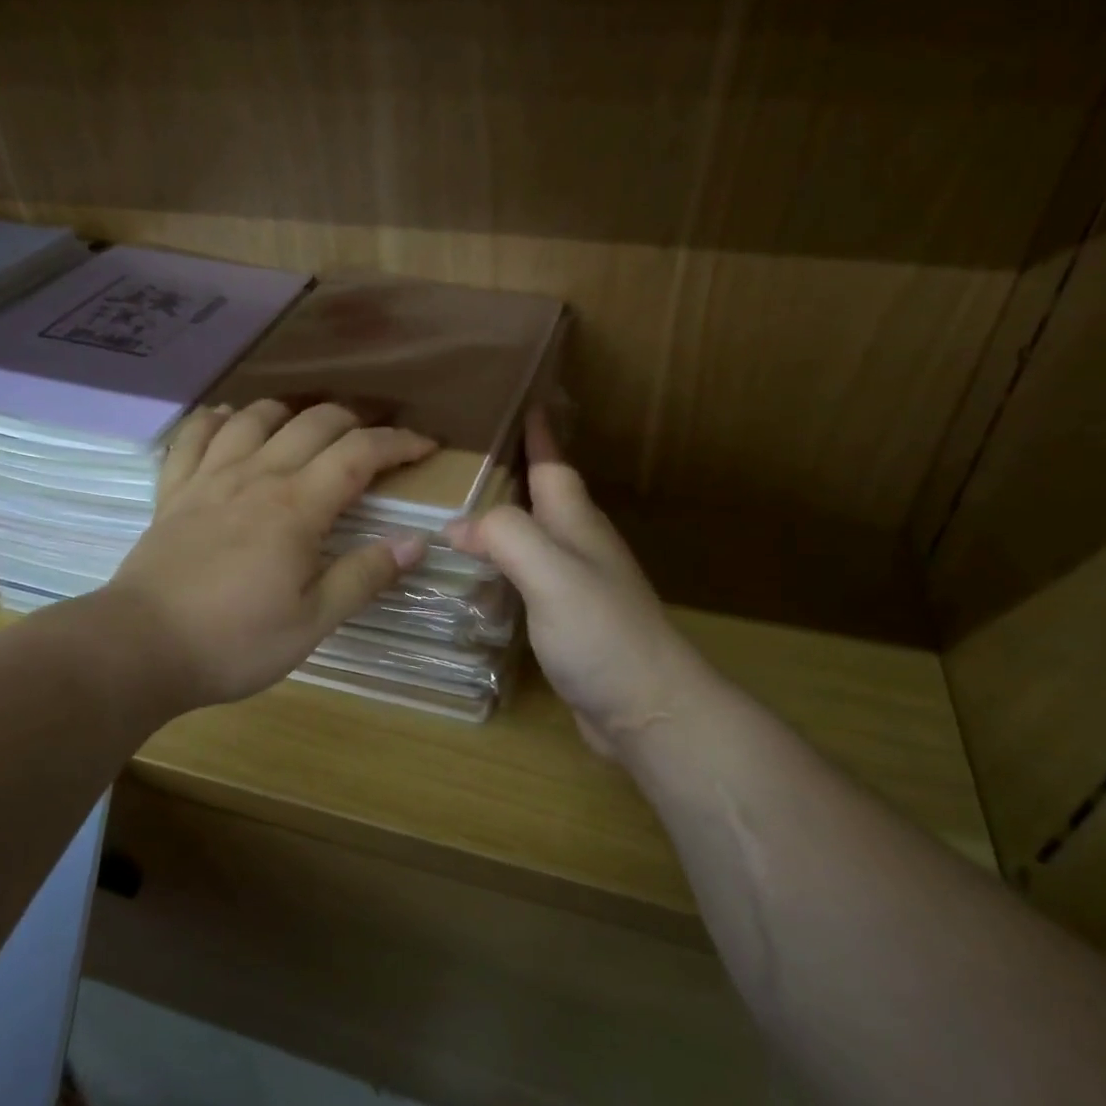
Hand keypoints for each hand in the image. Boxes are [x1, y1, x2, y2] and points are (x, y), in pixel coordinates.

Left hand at [103, 399, 436, 709]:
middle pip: (312, 424)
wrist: (140, 648)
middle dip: (354, 421)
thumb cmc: (234, 641)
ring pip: (254, 418)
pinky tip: (225, 419)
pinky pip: (193, 436)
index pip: (359, 454)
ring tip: (306, 424)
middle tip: (374, 440)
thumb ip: (364, 576)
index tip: (425, 446)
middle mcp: (257, 476)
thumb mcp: (312, 621)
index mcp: (297, 506)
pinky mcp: (174, 491)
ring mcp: (210, 478)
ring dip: (289, 411)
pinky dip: (214, 420)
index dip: (397, 443)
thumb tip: (415, 541)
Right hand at [447, 410, 705, 757]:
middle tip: (467, 453)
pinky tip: (481, 575)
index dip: (538, 433)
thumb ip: (506, 537)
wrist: (648, 708)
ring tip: (462, 506)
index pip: (553, 464)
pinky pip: (529, 575)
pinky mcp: (568, 620)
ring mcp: (576, 585)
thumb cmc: (602, 633)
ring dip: (505, 517)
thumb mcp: (552, 574)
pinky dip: (504, 563)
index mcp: (576, 525)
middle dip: (514, 469)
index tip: (522, 397)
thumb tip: (457, 525)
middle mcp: (579, 546)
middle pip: (544, 496)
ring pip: (535, 536)